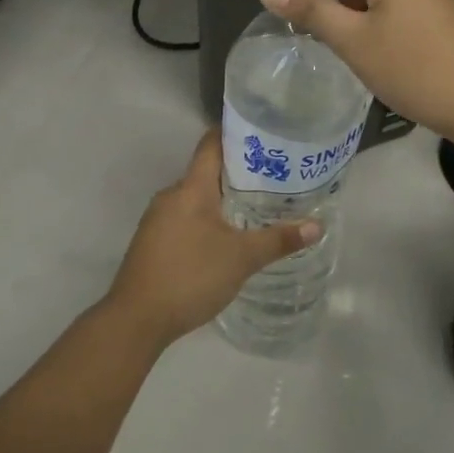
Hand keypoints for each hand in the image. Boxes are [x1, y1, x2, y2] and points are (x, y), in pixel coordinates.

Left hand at [101, 129, 319, 349]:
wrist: (136, 319)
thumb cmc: (191, 276)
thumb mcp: (241, 258)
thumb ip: (278, 240)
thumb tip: (317, 226)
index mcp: (190, 188)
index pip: (211, 145)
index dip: (234, 134)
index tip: (262, 133)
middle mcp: (171, 195)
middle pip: (206, 172)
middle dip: (237, 173)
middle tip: (273, 176)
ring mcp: (157, 219)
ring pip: (195, 199)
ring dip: (222, 200)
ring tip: (256, 207)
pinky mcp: (153, 242)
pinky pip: (184, 218)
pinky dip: (207, 220)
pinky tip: (226, 238)